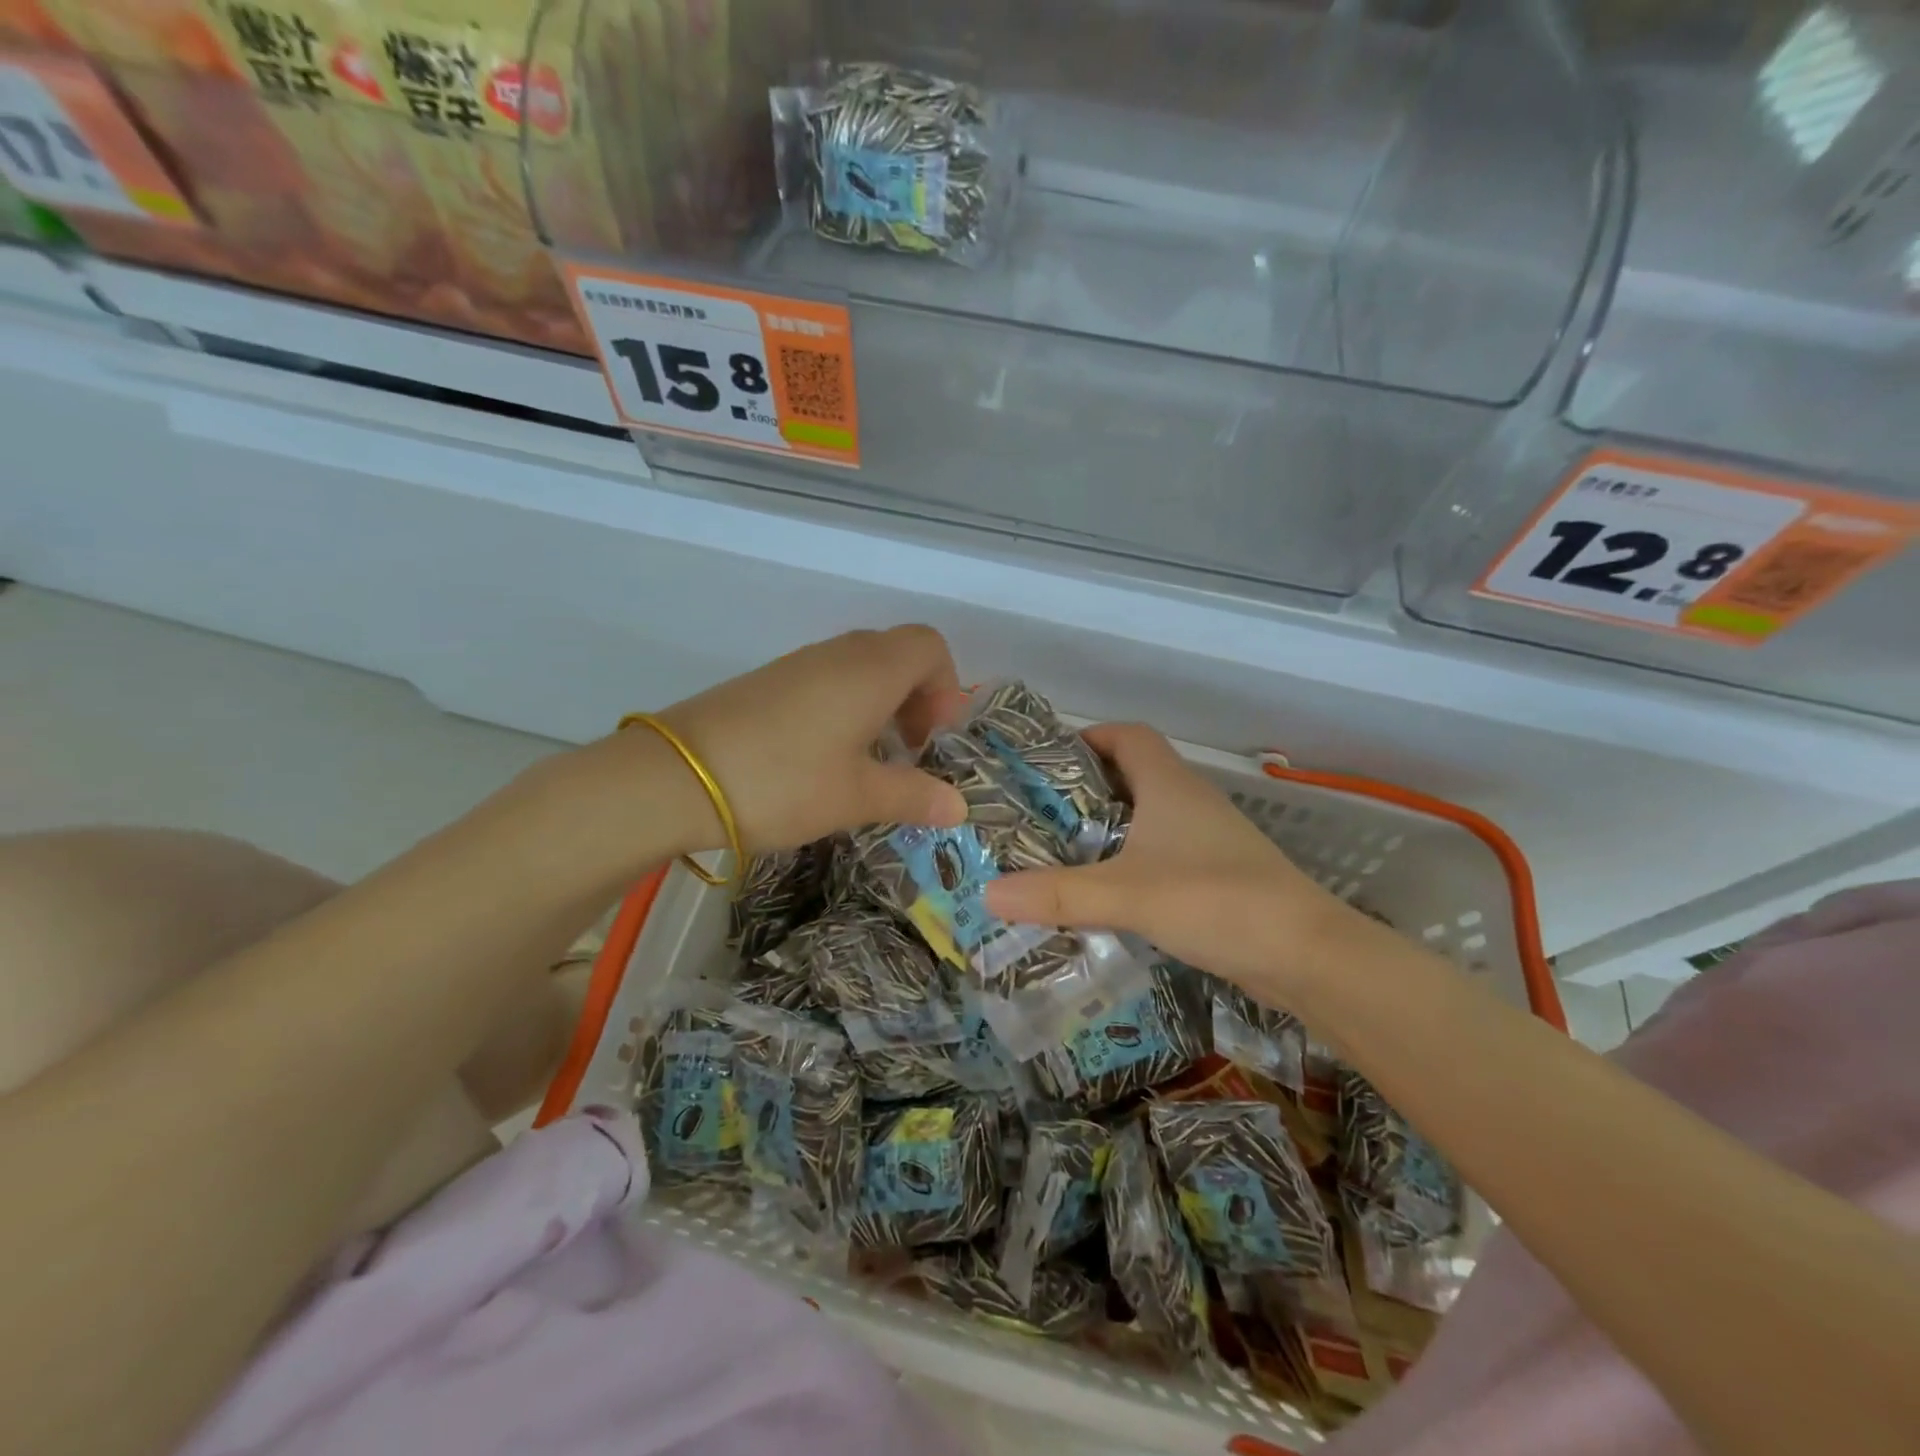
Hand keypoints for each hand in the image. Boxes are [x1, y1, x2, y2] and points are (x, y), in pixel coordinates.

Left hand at [649, 626, 969, 853]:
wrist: (677, 777)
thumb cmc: (784, 781)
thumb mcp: (857, 796)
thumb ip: (913, 796)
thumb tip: (958, 808)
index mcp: (872, 670)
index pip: (930, 647)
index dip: (946, 687)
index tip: (933, 738)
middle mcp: (839, 654)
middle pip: (898, 654)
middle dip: (917, 699)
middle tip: (909, 750)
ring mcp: (799, 664)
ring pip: (861, 667)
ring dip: (881, 705)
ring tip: (870, 759)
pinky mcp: (769, 681)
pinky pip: (827, 679)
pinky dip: (846, 706)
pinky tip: (827, 756)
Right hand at [982, 724, 1358, 997]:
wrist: (1306, 953)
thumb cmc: (1214, 899)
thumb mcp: (1126, 895)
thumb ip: (1058, 894)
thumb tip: (988, 893)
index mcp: (1169, 784)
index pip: (1129, 734)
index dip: (1090, 736)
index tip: (1048, 761)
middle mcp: (1190, 801)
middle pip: (1134, 773)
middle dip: (1088, 787)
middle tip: (1040, 814)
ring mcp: (1209, 838)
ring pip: (1149, 816)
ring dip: (1110, 827)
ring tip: (1062, 852)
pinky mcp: (1218, 873)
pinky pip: (1163, 852)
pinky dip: (1132, 861)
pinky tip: (1108, 892)